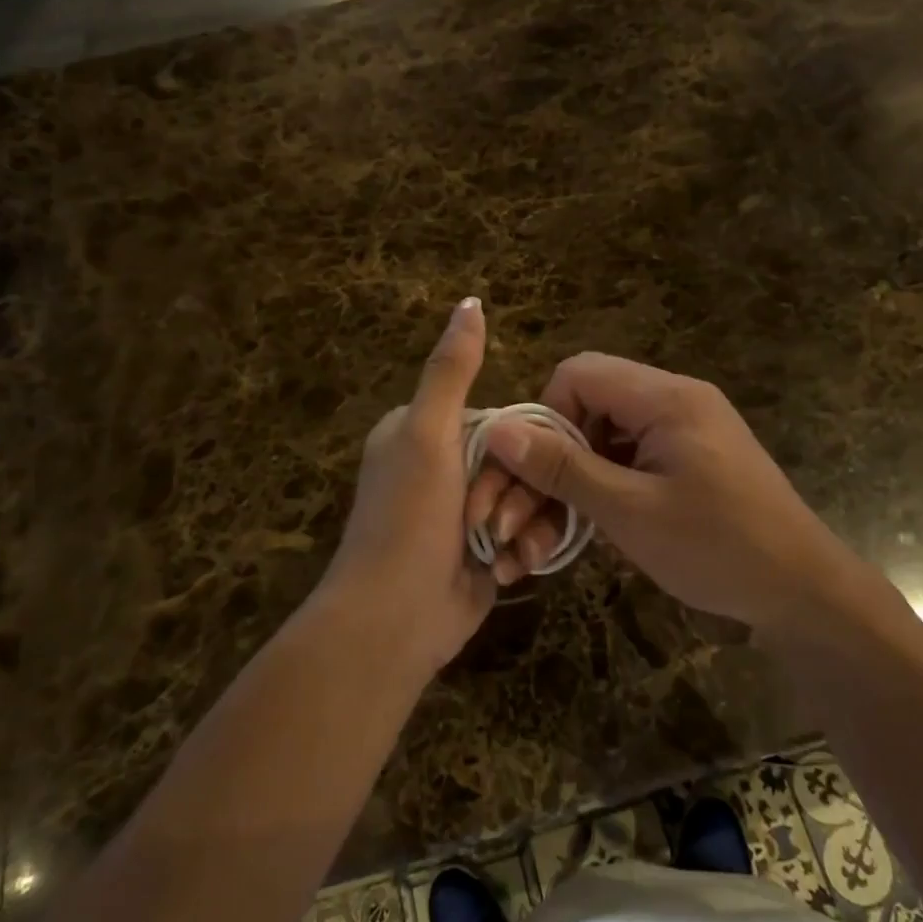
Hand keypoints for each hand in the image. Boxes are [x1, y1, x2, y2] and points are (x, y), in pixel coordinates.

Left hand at [323, 298, 527, 671]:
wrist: (393, 620)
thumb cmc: (408, 519)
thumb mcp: (429, 434)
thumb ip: (451, 370)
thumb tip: (470, 302)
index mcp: (422, 432)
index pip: (500, 418)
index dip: (515, 444)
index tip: (505, 473)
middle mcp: (442, 467)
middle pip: (518, 460)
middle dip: (518, 494)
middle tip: (495, 524)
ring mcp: (463, 511)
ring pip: (528, 497)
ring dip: (525, 526)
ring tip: (504, 552)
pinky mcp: (481, 550)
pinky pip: (525, 533)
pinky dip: (521, 551)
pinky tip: (507, 570)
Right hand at [466, 353, 871, 631]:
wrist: (805, 593)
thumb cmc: (718, 549)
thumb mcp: (630, 511)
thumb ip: (562, 467)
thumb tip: (497, 429)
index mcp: (665, 398)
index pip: (577, 374)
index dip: (544, 418)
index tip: (534, 473)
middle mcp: (674, 401)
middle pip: (587, 405)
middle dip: (549, 459)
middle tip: (520, 519)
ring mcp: (684, 432)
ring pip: (603, 438)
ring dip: (571, 482)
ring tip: (546, 539)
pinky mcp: (688, 460)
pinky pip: (628, 460)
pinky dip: (601, 490)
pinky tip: (586, 532)